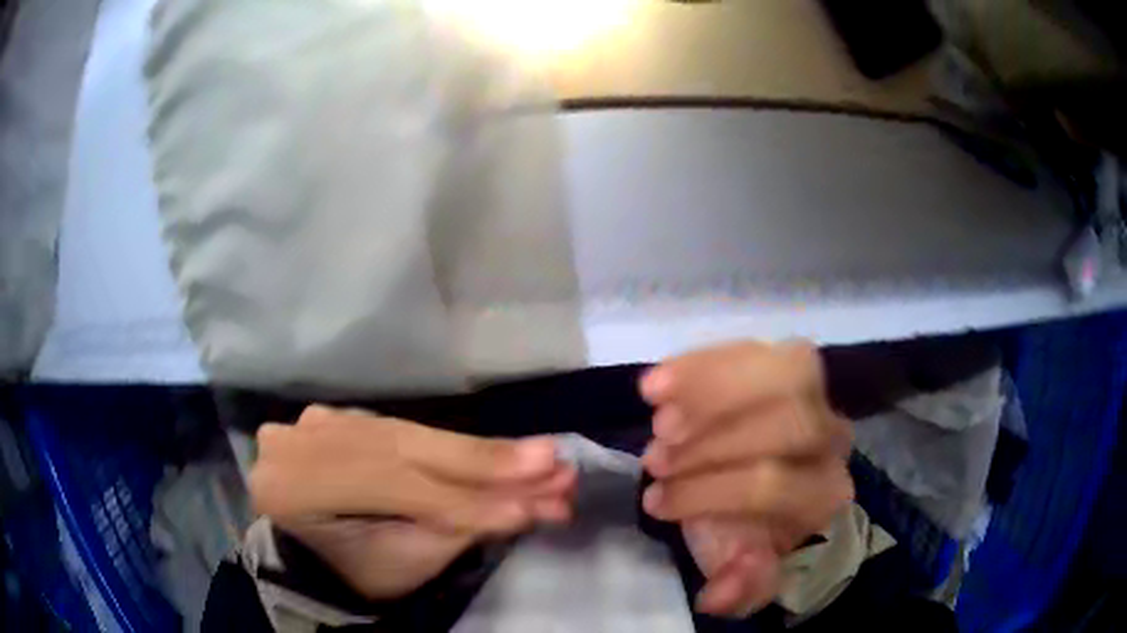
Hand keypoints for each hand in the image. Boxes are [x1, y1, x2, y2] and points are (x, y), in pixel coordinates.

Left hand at [250, 405, 575, 598]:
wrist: (317, 556)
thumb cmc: (356, 572)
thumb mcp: (404, 563)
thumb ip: (459, 527)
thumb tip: (531, 503)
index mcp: (291, 489)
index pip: (388, 492)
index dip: (465, 502)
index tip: (537, 506)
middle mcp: (296, 443)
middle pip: (401, 451)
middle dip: (484, 464)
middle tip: (556, 465)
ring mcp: (315, 422)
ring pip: (408, 435)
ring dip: (478, 453)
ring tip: (541, 459)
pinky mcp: (338, 416)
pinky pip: (400, 429)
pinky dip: (449, 445)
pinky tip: (496, 452)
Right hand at [639, 341, 853, 616]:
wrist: (769, 475)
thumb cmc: (750, 522)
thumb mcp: (741, 564)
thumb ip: (741, 586)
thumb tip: (721, 593)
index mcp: (822, 495)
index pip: (773, 485)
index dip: (707, 492)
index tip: (654, 501)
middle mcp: (832, 439)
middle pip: (789, 424)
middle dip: (711, 442)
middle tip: (655, 457)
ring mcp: (817, 393)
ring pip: (785, 372)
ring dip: (711, 391)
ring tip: (659, 414)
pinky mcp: (789, 360)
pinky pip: (756, 348)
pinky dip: (703, 363)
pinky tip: (658, 383)